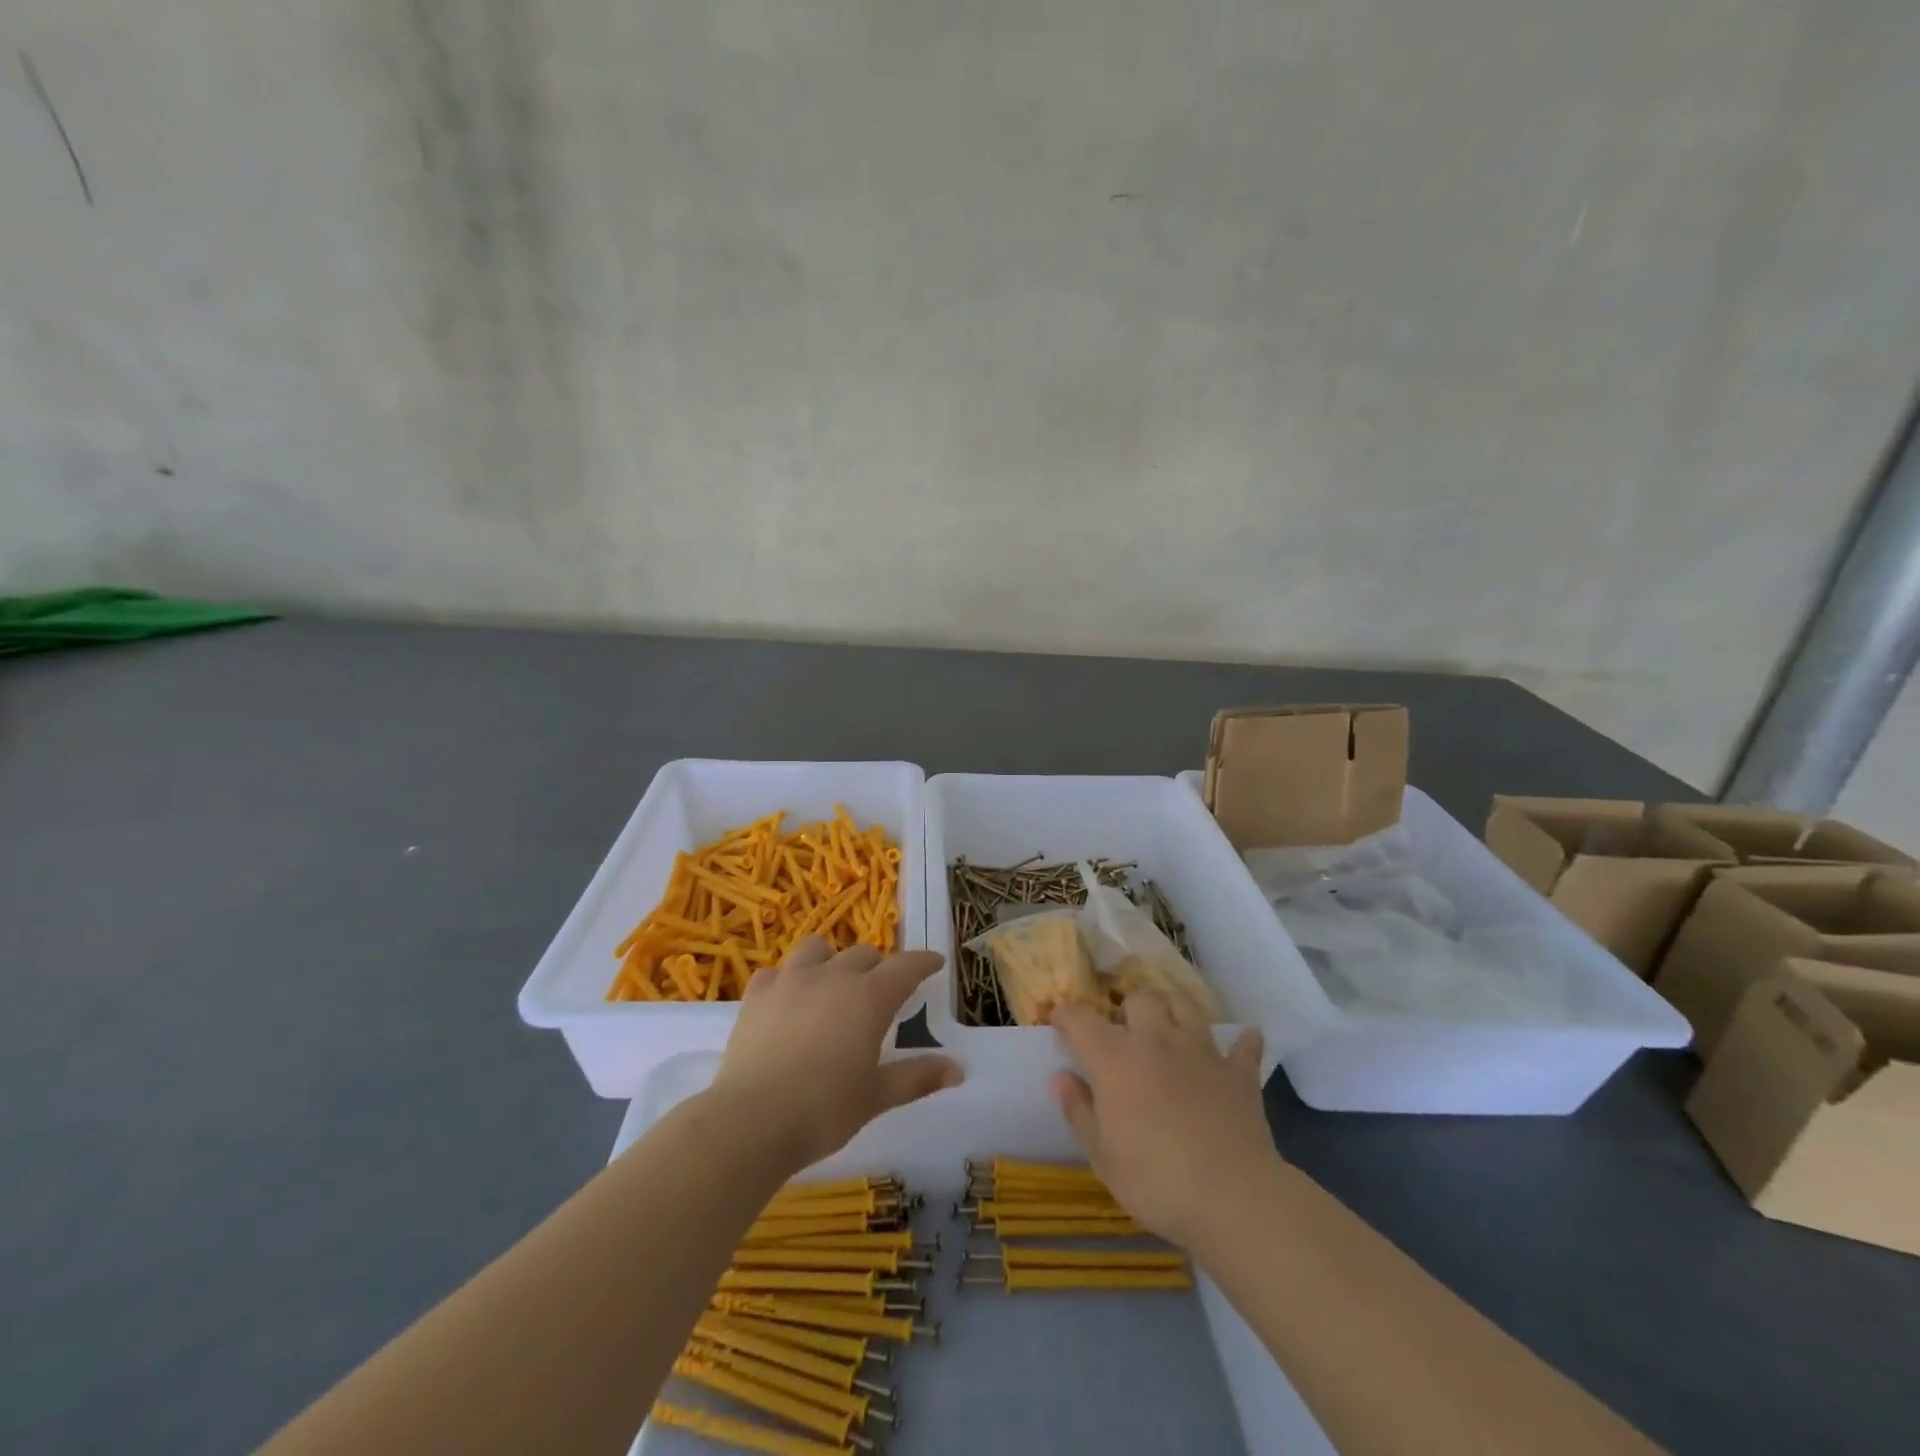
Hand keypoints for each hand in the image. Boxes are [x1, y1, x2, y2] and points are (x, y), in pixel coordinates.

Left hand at [713, 938, 963, 1169]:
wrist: (751, 1120)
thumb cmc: (824, 1110)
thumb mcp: (877, 1096)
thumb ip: (918, 1077)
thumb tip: (958, 1070)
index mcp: (869, 997)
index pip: (906, 967)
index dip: (923, 962)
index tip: (934, 962)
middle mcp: (833, 976)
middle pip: (863, 954)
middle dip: (878, 967)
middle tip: (881, 992)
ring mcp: (791, 980)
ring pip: (817, 948)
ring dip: (831, 960)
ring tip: (832, 984)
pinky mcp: (757, 994)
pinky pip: (777, 971)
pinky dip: (787, 979)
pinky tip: (787, 1000)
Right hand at [1050, 994, 1275, 1247]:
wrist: (1233, 1197)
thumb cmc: (1155, 1181)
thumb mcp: (1102, 1157)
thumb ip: (1079, 1111)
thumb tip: (1061, 1077)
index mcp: (1115, 1059)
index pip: (1080, 1018)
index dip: (1066, 1015)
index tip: (1060, 1023)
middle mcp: (1156, 1041)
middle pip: (1139, 999)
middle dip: (1127, 1010)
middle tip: (1124, 1034)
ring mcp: (1201, 1051)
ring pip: (1185, 1006)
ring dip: (1173, 1011)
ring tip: (1168, 1030)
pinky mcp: (1238, 1072)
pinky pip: (1244, 1046)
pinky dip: (1241, 1043)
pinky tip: (1242, 1044)